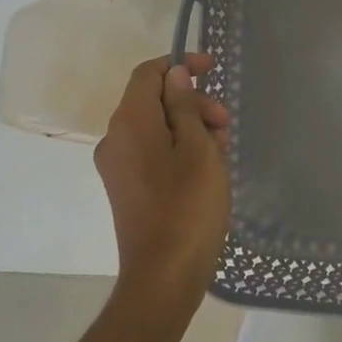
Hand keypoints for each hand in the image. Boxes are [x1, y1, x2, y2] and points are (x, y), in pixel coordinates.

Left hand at [93, 53, 231, 320]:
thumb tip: (174, 76)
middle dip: (192, 102)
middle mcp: (115, 138)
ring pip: (156, 128)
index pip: (148, 73)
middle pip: (153, 101)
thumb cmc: (187, 206)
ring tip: (222, 150)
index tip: (213, 68)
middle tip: (226, 124)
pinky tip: (208, 168)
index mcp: (129, 122)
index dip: (180, 65)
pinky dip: (179, 149)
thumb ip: (184, 106)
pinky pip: (152, 152)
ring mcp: (118, 166)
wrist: (163, 276)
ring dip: (189, 128)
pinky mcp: (127, 188)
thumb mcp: (198, 149)